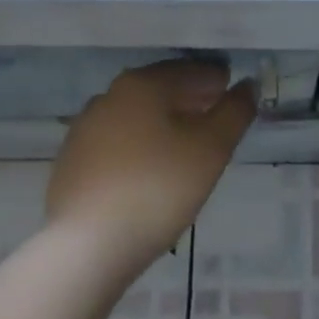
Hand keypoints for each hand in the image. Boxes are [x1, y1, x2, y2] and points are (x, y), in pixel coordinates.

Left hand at [47, 60, 255, 278]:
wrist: (86, 247)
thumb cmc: (157, 189)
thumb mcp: (211, 150)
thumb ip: (234, 113)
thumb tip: (247, 86)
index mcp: (143, 84)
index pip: (188, 71)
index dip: (215, 80)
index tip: (231, 93)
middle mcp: (110, 95)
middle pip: (159, 89)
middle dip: (189, 99)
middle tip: (213, 117)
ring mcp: (85, 128)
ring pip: (135, 115)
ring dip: (161, 122)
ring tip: (184, 146)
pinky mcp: (71, 161)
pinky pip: (115, 143)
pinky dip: (137, 146)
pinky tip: (148, 170)